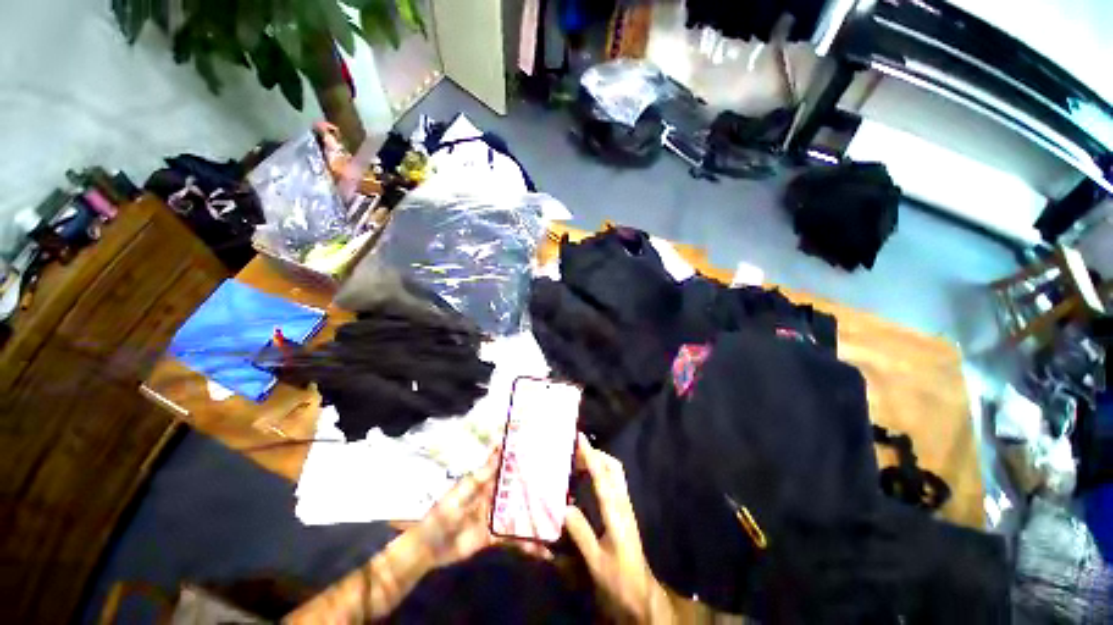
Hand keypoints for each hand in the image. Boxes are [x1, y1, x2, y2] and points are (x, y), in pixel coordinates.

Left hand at [416, 446, 550, 567]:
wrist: (429, 547)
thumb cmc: (444, 512)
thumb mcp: (463, 490)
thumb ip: (483, 474)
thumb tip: (498, 448)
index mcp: (486, 481)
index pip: (507, 466)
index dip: (522, 459)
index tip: (541, 451)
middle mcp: (496, 496)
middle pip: (519, 490)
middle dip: (536, 488)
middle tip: (560, 487)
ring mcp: (497, 517)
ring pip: (521, 513)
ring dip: (536, 516)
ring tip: (558, 520)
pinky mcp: (496, 537)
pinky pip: (515, 539)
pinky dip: (528, 544)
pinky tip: (543, 550)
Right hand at [565, 434, 674, 622]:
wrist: (641, 597)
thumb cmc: (619, 581)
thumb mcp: (596, 562)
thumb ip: (580, 533)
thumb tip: (563, 506)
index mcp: (616, 514)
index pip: (602, 477)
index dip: (590, 456)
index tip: (579, 438)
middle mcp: (623, 505)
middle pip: (614, 468)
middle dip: (597, 454)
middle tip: (576, 451)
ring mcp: (625, 508)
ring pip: (615, 475)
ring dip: (599, 463)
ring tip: (578, 462)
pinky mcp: (624, 514)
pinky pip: (613, 485)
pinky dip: (600, 475)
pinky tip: (586, 482)